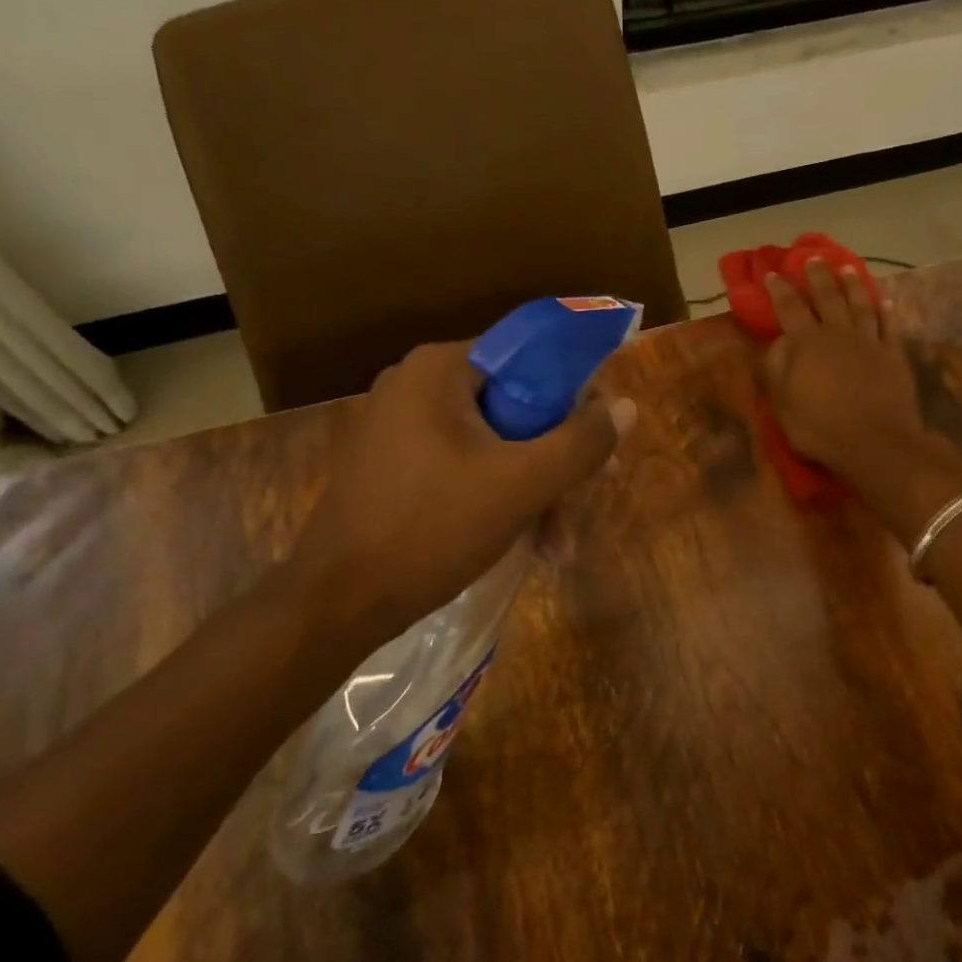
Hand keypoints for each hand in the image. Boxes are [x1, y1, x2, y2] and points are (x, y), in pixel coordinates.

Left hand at [280, 341, 633, 642]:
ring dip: (535, 490)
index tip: (604, 436)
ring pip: (494, 442)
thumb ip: (580, 442)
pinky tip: (526, 544)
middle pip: (516, 405)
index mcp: (440, 369)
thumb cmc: (430, 530)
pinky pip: (465, 465)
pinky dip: (499, 498)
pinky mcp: (395, 466)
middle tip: (592, 492)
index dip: (577, 393)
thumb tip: (625, 406)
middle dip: (558, 457)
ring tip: (559, 547)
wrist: (335, 604)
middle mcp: (416, 385)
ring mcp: (400, 427)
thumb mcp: (520, 485)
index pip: (530, 356)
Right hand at [761, 260, 961, 542]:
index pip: (789, 308)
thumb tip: (775, 345)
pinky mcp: (893, 355)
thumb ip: (775, 371)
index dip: (779, 290)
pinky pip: (888, 326)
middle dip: (818, 276)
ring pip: (860, 305)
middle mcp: (838, 334)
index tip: (772, 273)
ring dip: (852, 285)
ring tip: (847, 269)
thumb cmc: (820, 428)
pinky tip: (883, 301)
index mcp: (807, 344)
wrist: (876, 443)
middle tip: (812, 258)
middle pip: (827, 297)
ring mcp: (869, 342)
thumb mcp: (783, 405)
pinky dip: (884, 312)